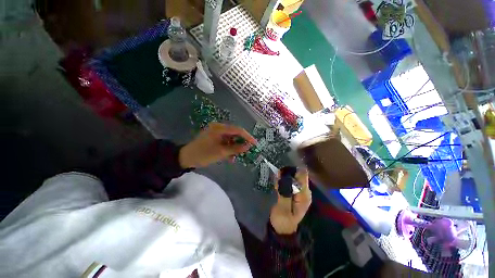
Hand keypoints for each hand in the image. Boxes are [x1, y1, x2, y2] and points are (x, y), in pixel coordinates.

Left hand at [179, 122, 256, 167]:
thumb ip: (236, 149)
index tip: (255, 143)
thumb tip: (249, 146)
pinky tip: (230, 157)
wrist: (186, 158)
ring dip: (235, 148)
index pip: (237, 130)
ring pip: (231, 139)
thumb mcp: (221, 152)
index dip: (247, 136)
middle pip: (235, 134)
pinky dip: (229, 149)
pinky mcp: (215, 138)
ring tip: (237, 157)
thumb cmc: (203, 154)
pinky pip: (226, 142)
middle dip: (241, 143)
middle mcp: (219, 128)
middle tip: (248, 150)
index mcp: (219, 128)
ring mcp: (216, 133)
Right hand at [270, 169, 311, 234]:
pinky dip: (283, 181)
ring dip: (283, 177)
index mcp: (304, 195)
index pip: (303, 175)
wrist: (283, 229)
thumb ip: (284, 193)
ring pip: (293, 177)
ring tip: (276, 184)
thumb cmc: (283, 220)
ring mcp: (300, 191)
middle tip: (277, 179)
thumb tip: (284, 178)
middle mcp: (304, 191)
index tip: (282, 172)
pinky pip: (289, 181)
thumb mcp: (283, 208)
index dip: (293, 170)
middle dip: (286, 174)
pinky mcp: (295, 192)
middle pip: (298, 174)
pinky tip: (277, 186)